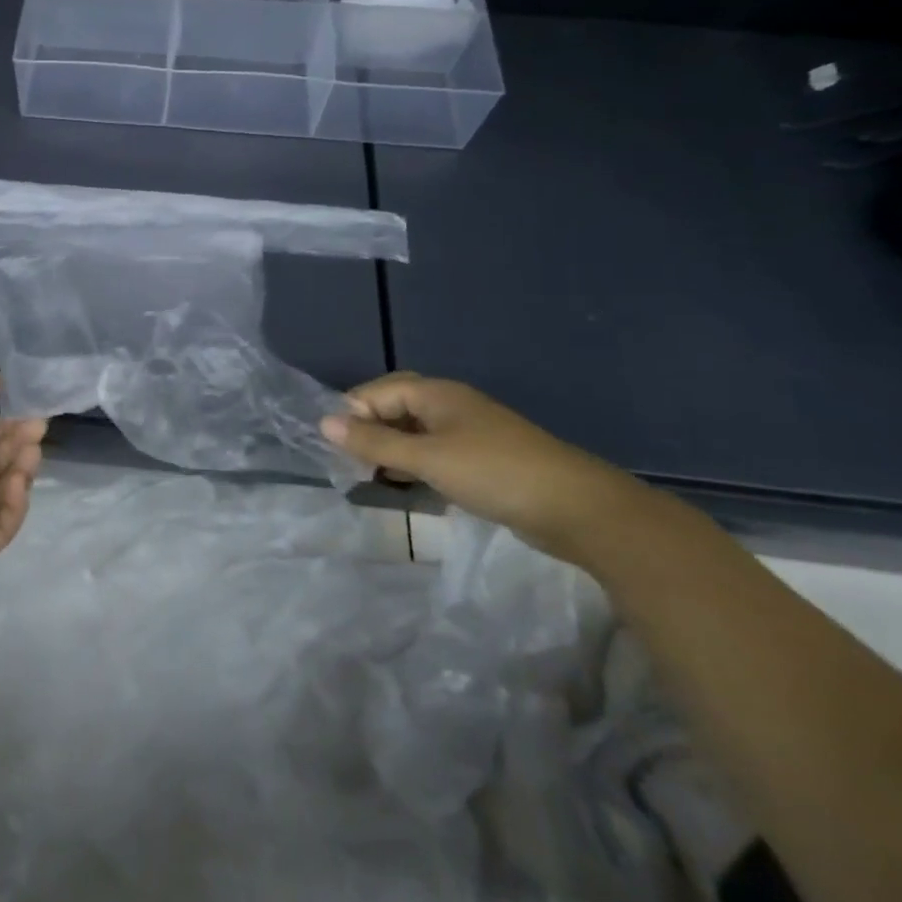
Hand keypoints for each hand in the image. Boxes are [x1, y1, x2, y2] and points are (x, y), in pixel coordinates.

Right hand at [321, 372, 646, 560]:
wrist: (578, 509)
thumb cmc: (494, 473)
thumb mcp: (426, 459)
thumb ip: (374, 444)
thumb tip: (323, 424)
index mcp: (437, 394)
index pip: (377, 391)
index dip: (353, 414)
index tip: (335, 448)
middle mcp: (451, 405)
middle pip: (395, 407)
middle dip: (369, 431)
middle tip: (350, 462)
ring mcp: (469, 433)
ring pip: (414, 432)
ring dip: (390, 450)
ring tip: (370, 477)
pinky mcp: (482, 460)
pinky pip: (434, 452)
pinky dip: (414, 464)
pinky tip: (407, 485)